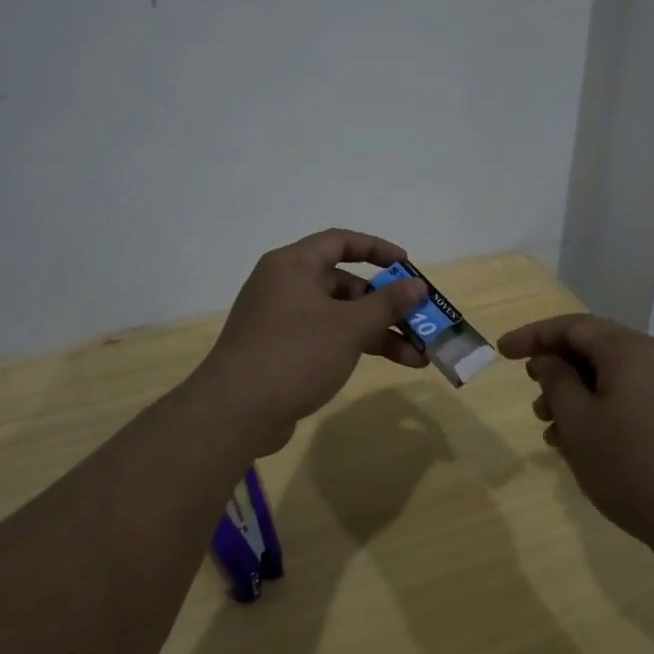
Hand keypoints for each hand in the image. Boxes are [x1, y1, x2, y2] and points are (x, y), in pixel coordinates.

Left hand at [197, 229, 431, 452]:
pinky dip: (354, 346)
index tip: (407, 266)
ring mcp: (280, 320)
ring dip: (376, 332)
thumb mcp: (349, 326)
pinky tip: (384, 364)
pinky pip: (325, 338)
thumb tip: (418, 285)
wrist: (235, 412)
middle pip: (343, 283)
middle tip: (418, 320)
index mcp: (293, 265)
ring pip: (338, 315)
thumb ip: (387, 304)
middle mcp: (284, 285)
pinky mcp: (280, 351)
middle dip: (384, 304)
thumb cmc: (295, 353)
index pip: (340, 241)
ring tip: (417, 357)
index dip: (377, 249)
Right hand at [499, 314, 653, 560]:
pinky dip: (597, 410)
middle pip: (591, 347)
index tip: (502, 353)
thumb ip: (556, 381)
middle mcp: (652, 358)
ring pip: (608, 376)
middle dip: (555, 367)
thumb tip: (548, 359)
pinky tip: (580, 443)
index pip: (571, 326)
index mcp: (628, 349)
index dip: (532, 336)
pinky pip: (626, 398)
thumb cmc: (633, 466)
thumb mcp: (579, 422)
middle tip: (530, 391)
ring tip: (550, 427)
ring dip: (574, 393)